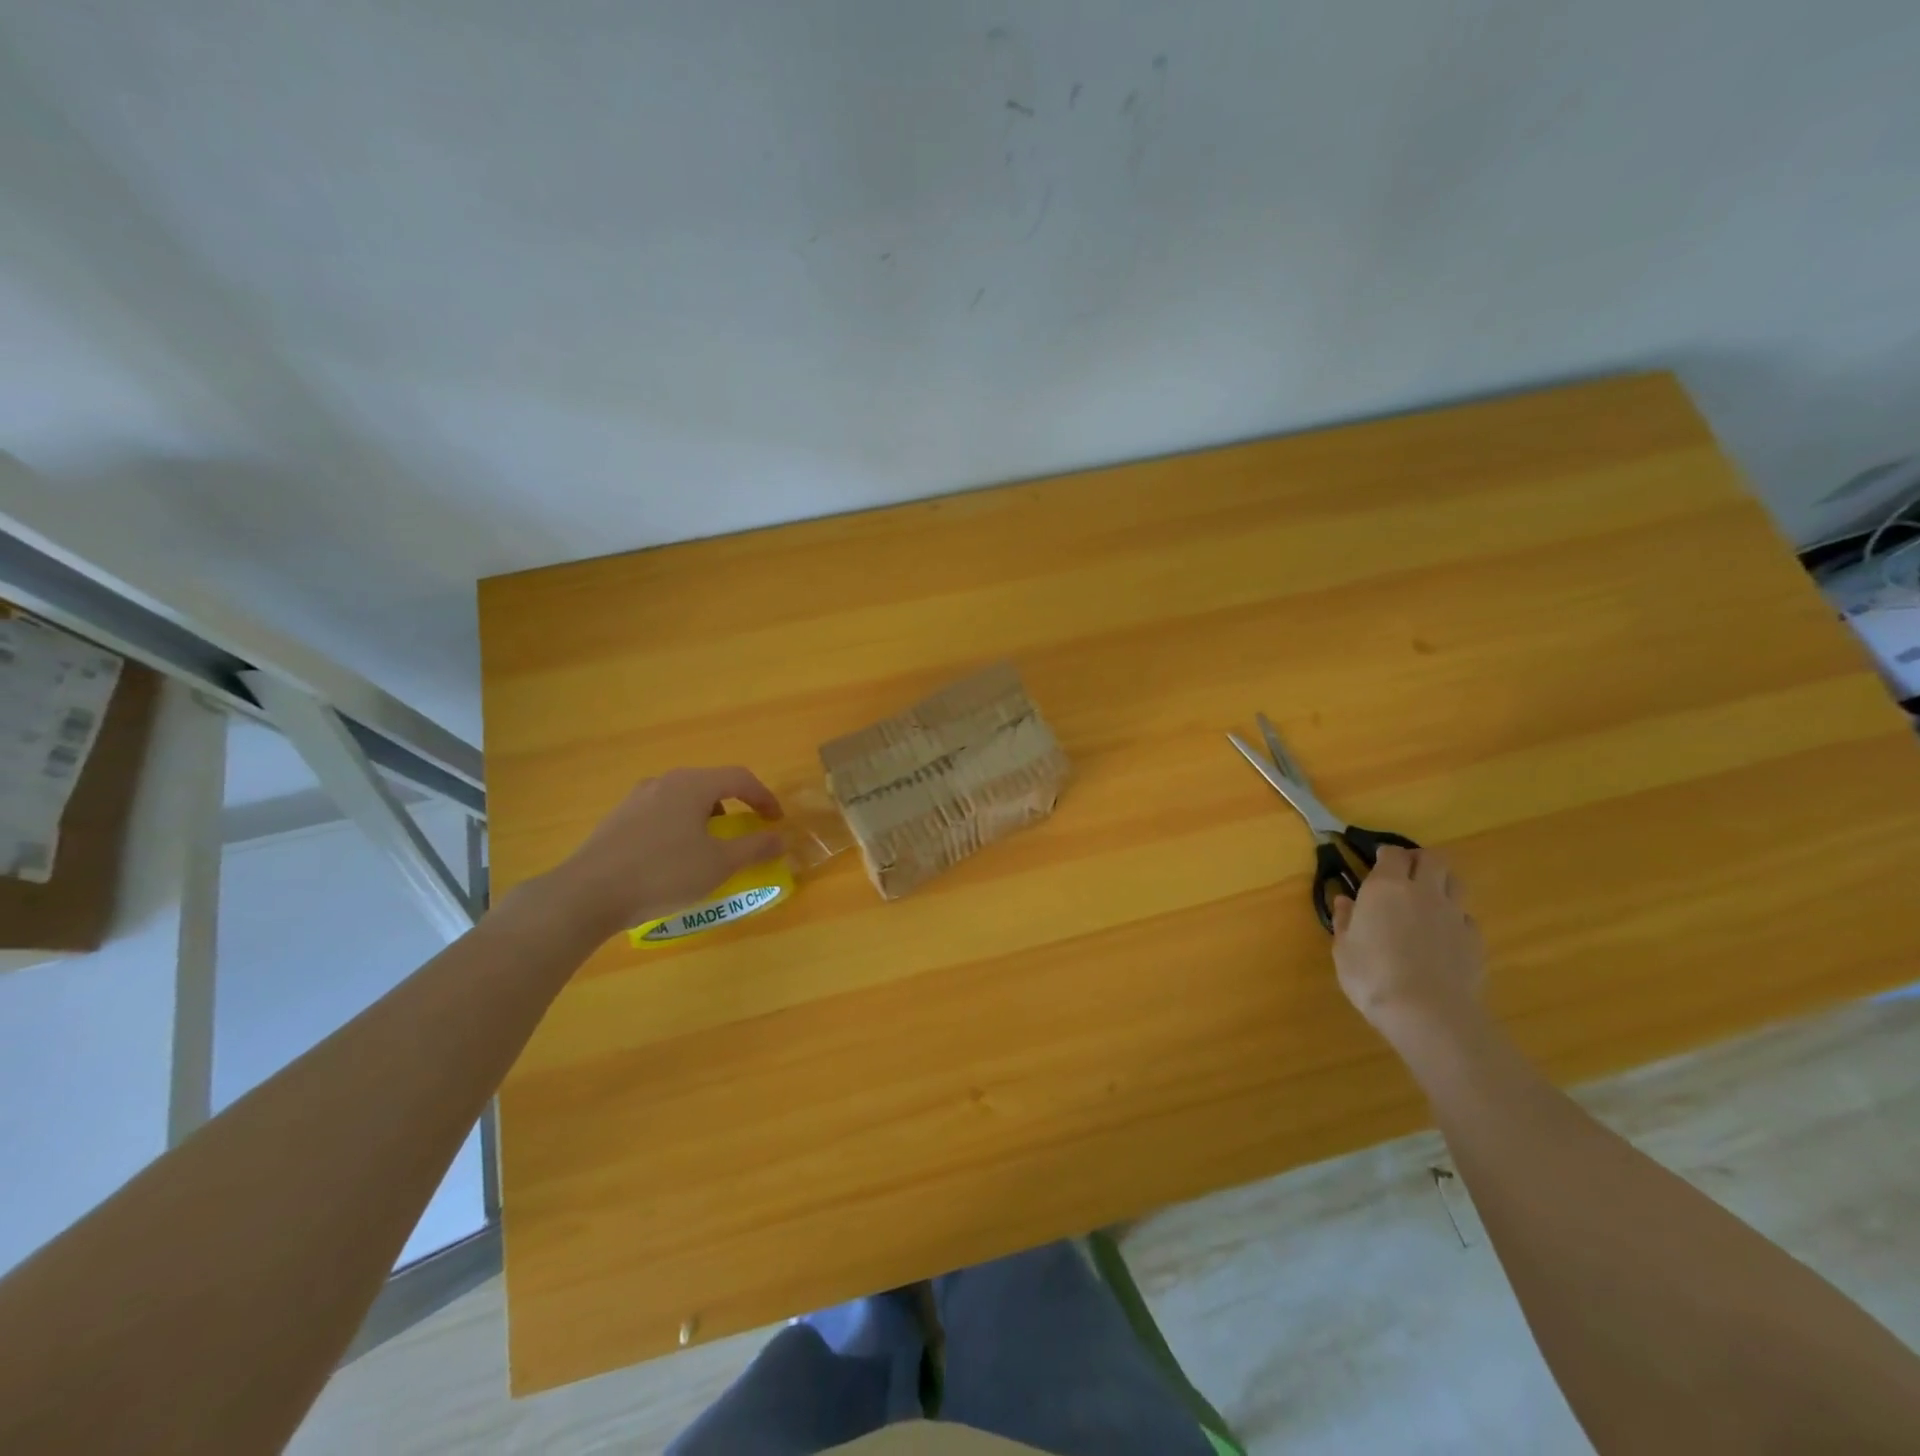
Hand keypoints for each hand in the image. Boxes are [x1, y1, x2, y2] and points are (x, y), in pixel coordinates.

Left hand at [544, 767, 785, 937]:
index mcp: (692, 784)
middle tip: (744, 832)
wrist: (587, 894)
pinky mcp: (617, 820)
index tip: (776, 821)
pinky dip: (680, 828)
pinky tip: (673, 859)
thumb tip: (780, 838)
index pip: (740, 778)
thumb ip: (754, 848)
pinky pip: (661, 814)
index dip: (764, 797)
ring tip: (709, 848)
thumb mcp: (719, 864)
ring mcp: (636, 799)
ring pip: (683, 800)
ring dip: (705, 818)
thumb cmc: (663, 873)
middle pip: (710, 785)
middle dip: (734, 806)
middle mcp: (664, 782)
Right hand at [1330, 846, 1485, 1048]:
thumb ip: (1346, 920)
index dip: (1386, 854)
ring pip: (1455, 882)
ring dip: (1442, 882)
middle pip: (1432, 859)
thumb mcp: (1344, 948)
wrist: (1427, 1012)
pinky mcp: (1474, 939)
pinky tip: (1443, 936)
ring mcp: (1453, 914)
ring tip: (1428, 898)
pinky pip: (1465, 916)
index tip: (1377, 861)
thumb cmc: (1372, 976)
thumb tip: (1345, 901)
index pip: (1393, 854)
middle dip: (1419, 860)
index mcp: (1386, 887)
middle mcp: (1423, 892)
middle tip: (1406, 872)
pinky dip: (1454, 918)